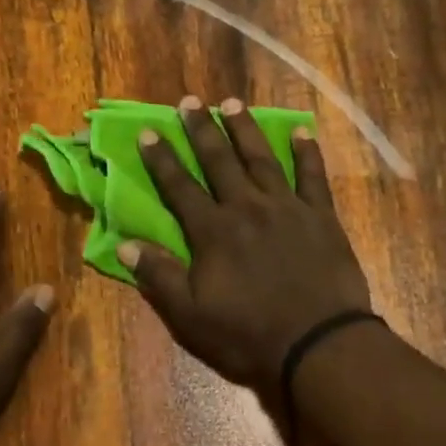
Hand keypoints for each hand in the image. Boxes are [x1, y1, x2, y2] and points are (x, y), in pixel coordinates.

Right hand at [122, 96, 370, 390]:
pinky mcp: (321, 217)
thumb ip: (159, 276)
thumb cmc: (248, 334)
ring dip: (245, 129)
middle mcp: (247, 208)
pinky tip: (301, 132)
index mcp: (213, 231)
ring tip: (232, 103)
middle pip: (220, 161)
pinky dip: (307, 152)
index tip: (148, 130)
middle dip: (201, 130)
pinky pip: (313, 176)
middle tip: (189, 101)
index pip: (180, 187)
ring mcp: (287, 208)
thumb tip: (124, 244)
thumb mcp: (190, 316)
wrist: (317, 343)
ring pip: (262, 159)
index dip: (162, 158)